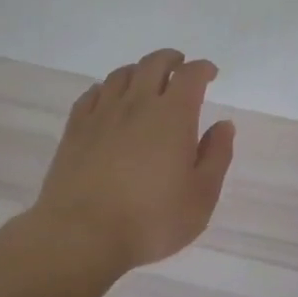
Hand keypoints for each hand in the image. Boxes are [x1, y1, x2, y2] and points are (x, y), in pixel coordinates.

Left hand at [28, 49, 235, 272]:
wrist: (82, 236)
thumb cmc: (152, 220)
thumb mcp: (201, 196)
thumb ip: (216, 156)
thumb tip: (223, 125)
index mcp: (173, 116)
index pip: (190, 75)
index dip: (202, 69)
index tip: (210, 74)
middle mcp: (137, 105)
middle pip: (153, 64)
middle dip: (171, 60)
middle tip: (180, 67)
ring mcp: (101, 115)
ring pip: (120, 75)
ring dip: (139, 71)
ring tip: (146, 81)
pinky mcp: (74, 130)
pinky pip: (91, 94)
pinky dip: (106, 89)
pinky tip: (108, 100)